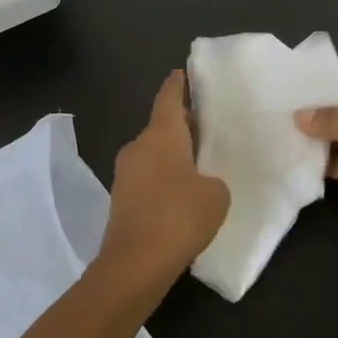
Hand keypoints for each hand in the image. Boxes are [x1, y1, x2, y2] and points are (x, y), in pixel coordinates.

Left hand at [98, 71, 229, 284]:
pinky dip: (164, 178)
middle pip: (162, 125)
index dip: (180, 83)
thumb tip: (202, 182)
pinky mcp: (121, 200)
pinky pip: (148, 177)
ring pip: (154, 152)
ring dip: (174, 154)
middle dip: (183, 124)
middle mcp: (139, 146)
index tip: (186, 72)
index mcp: (161, 133)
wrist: (134, 266)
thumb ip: (213, 180)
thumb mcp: (216, 195)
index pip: (169, 96)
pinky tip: (184, 195)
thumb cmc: (179, 217)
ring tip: (202, 164)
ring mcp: (125, 173)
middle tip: (210, 127)